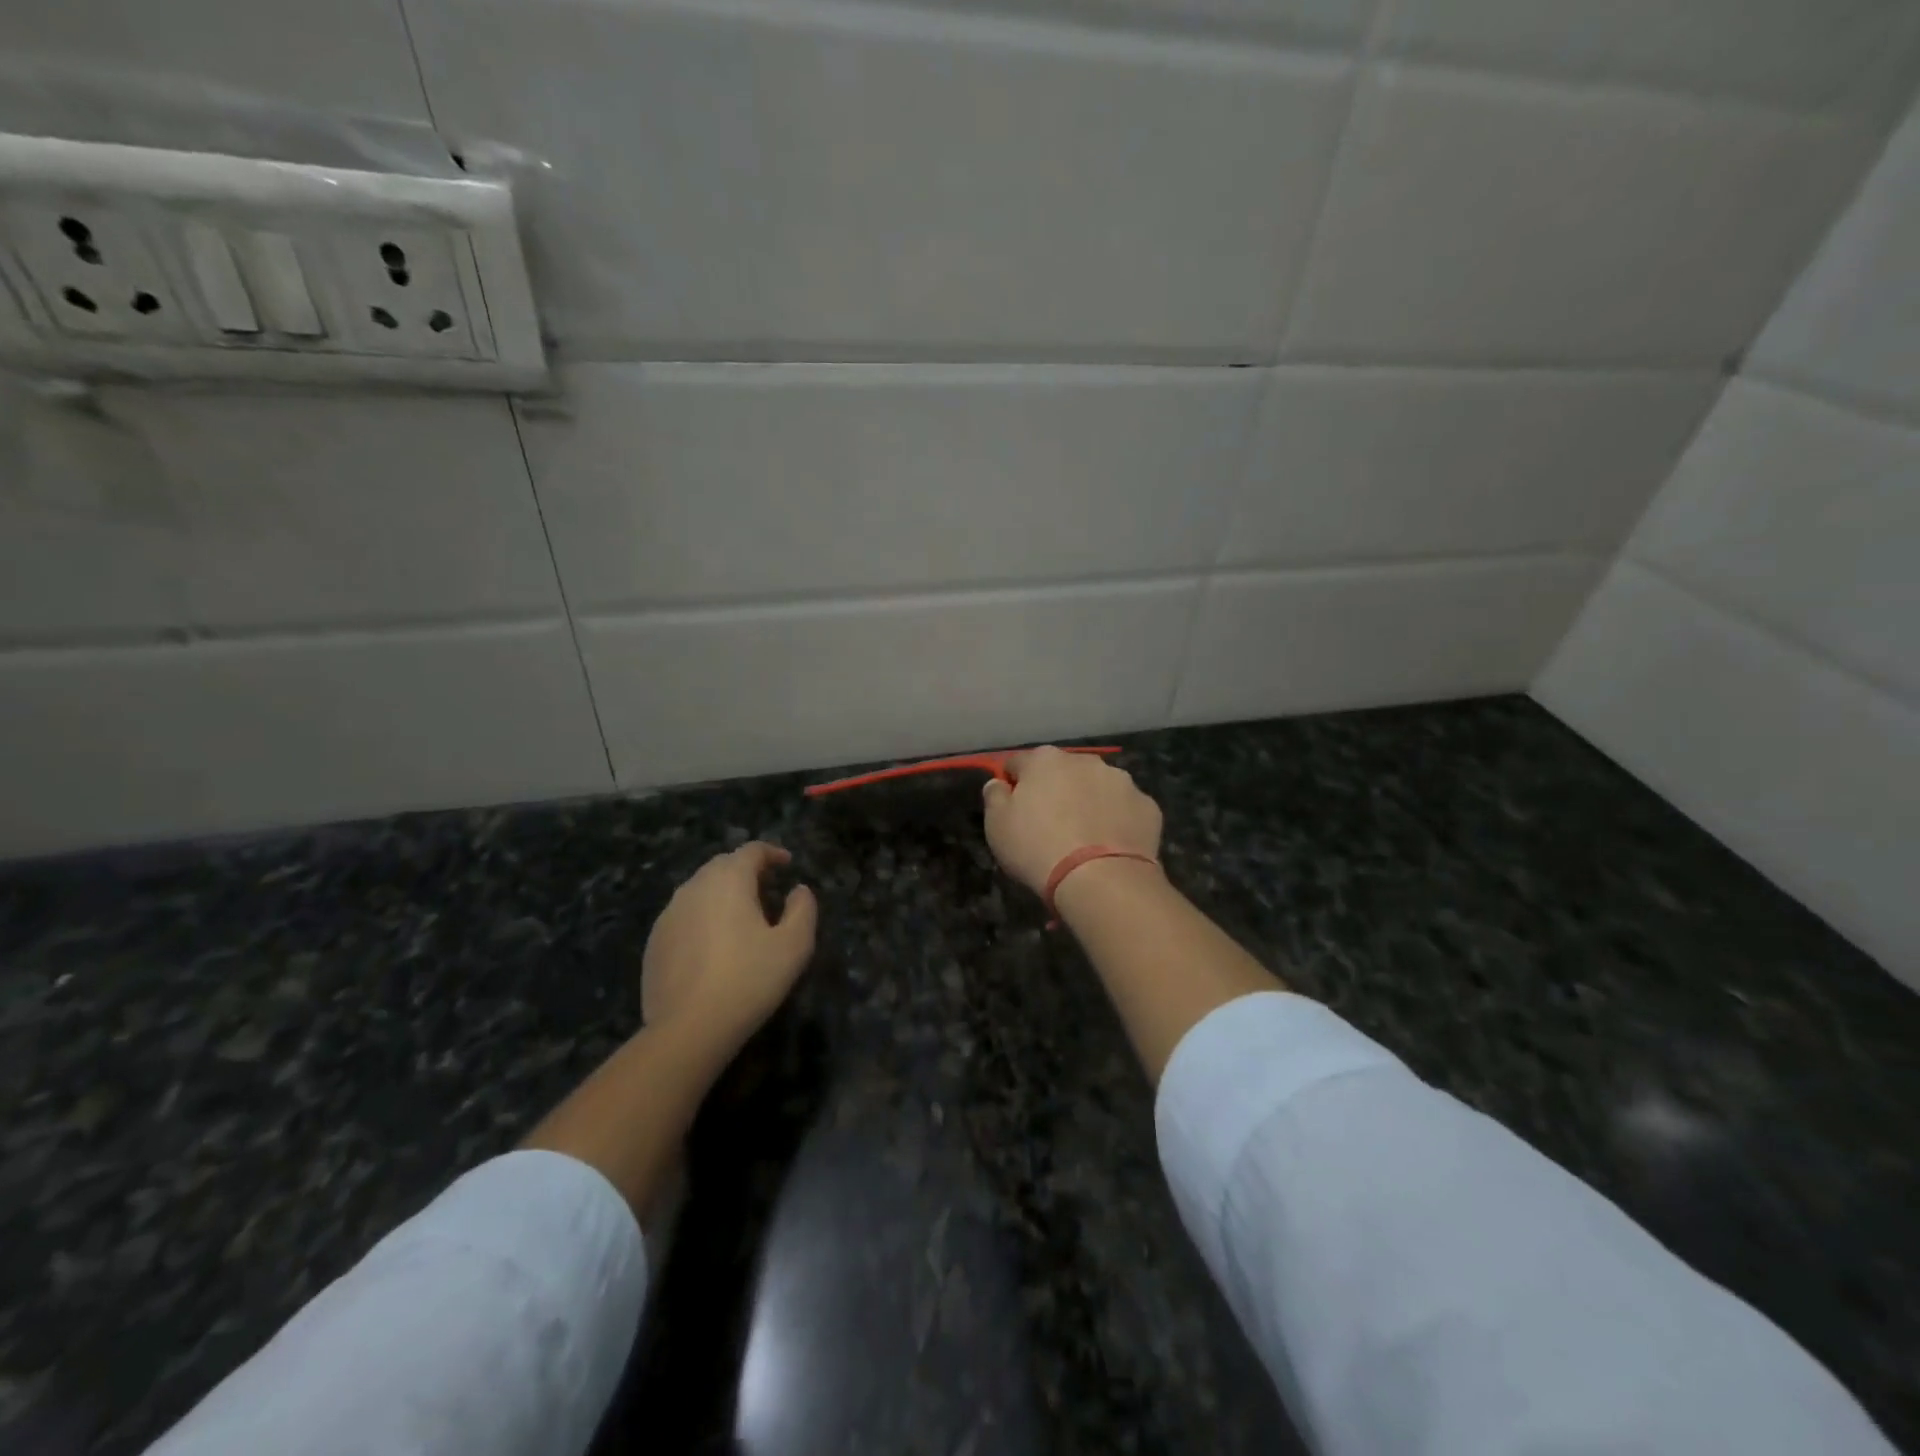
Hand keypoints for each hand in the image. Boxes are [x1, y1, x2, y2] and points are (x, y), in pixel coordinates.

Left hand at [641, 843, 816, 1047]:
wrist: (688, 1028)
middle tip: (767, 888)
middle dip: (746, 870)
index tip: (787, 864)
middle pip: (722, 865)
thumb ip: (803, 909)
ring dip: (723, 893)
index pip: (751, 851)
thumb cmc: (749, 979)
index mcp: (728, 880)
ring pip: (700, 890)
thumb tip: (799, 890)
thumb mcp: (794, 945)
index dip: (772, 853)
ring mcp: (669, 914)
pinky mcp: (655, 942)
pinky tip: (714, 945)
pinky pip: (684, 916)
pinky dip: (703, 917)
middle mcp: (694, 887)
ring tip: (741, 915)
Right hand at [981, 747, 1161, 897]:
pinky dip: (1117, 821)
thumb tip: (998, 783)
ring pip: (1097, 787)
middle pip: (1062, 772)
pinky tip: (1110, 846)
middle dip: (1055, 791)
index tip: (1011, 808)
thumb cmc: (1038, 848)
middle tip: (1049, 826)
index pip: (1018, 763)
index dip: (1012, 784)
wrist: (1101, 879)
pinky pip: (1124, 809)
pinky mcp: (1147, 806)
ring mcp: (1121, 781)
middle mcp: (1085, 761)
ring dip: (1088, 802)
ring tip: (1083, 839)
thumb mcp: (997, 826)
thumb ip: (994, 797)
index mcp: (1044, 760)